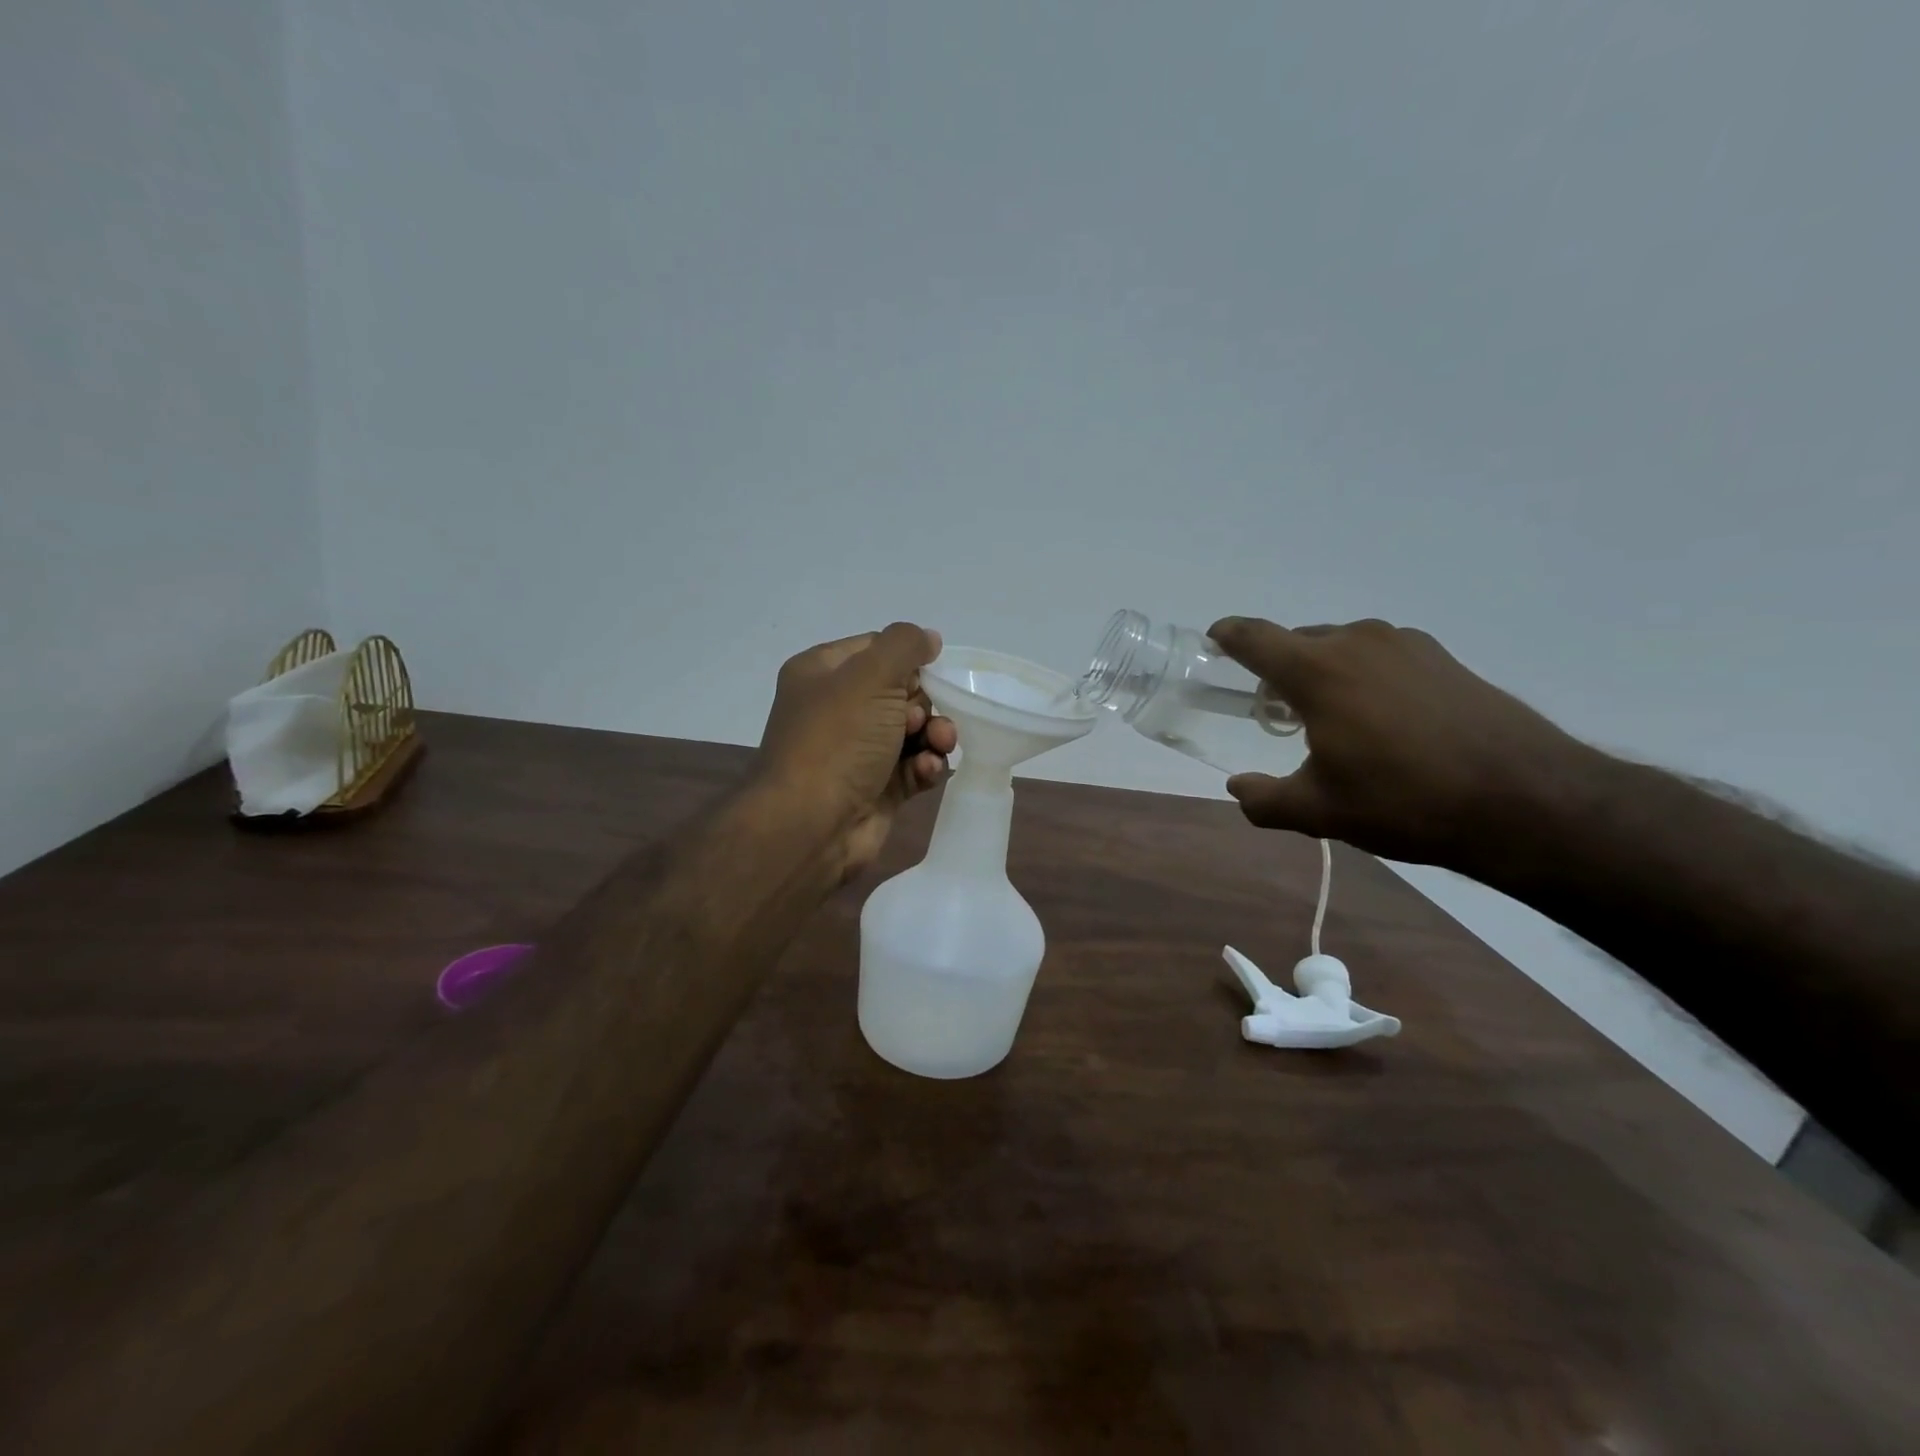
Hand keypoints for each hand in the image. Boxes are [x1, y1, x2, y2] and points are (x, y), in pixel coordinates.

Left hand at [755, 622, 958, 880]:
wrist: (810, 825)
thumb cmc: (837, 740)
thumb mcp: (871, 676)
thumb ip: (905, 645)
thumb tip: (929, 638)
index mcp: (823, 673)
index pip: (876, 649)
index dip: (908, 660)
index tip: (928, 674)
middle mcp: (838, 709)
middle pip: (900, 692)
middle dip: (923, 704)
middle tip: (915, 721)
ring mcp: (857, 751)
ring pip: (913, 731)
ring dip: (934, 735)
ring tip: (938, 745)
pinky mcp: (876, 788)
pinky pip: (913, 767)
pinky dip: (925, 766)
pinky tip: (926, 771)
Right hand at [1207, 616, 1593, 867]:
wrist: (1526, 801)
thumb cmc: (1404, 801)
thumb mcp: (1319, 811)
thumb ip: (1264, 800)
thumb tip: (1237, 788)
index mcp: (1317, 671)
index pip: (1255, 637)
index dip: (1229, 635)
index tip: (1215, 639)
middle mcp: (1358, 642)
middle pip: (1299, 640)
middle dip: (1278, 666)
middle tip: (1276, 708)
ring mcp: (1406, 645)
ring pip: (1343, 646)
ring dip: (1325, 670)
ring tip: (1332, 717)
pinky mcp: (1444, 658)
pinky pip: (1382, 655)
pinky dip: (1366, 676)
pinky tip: (1384, 719)